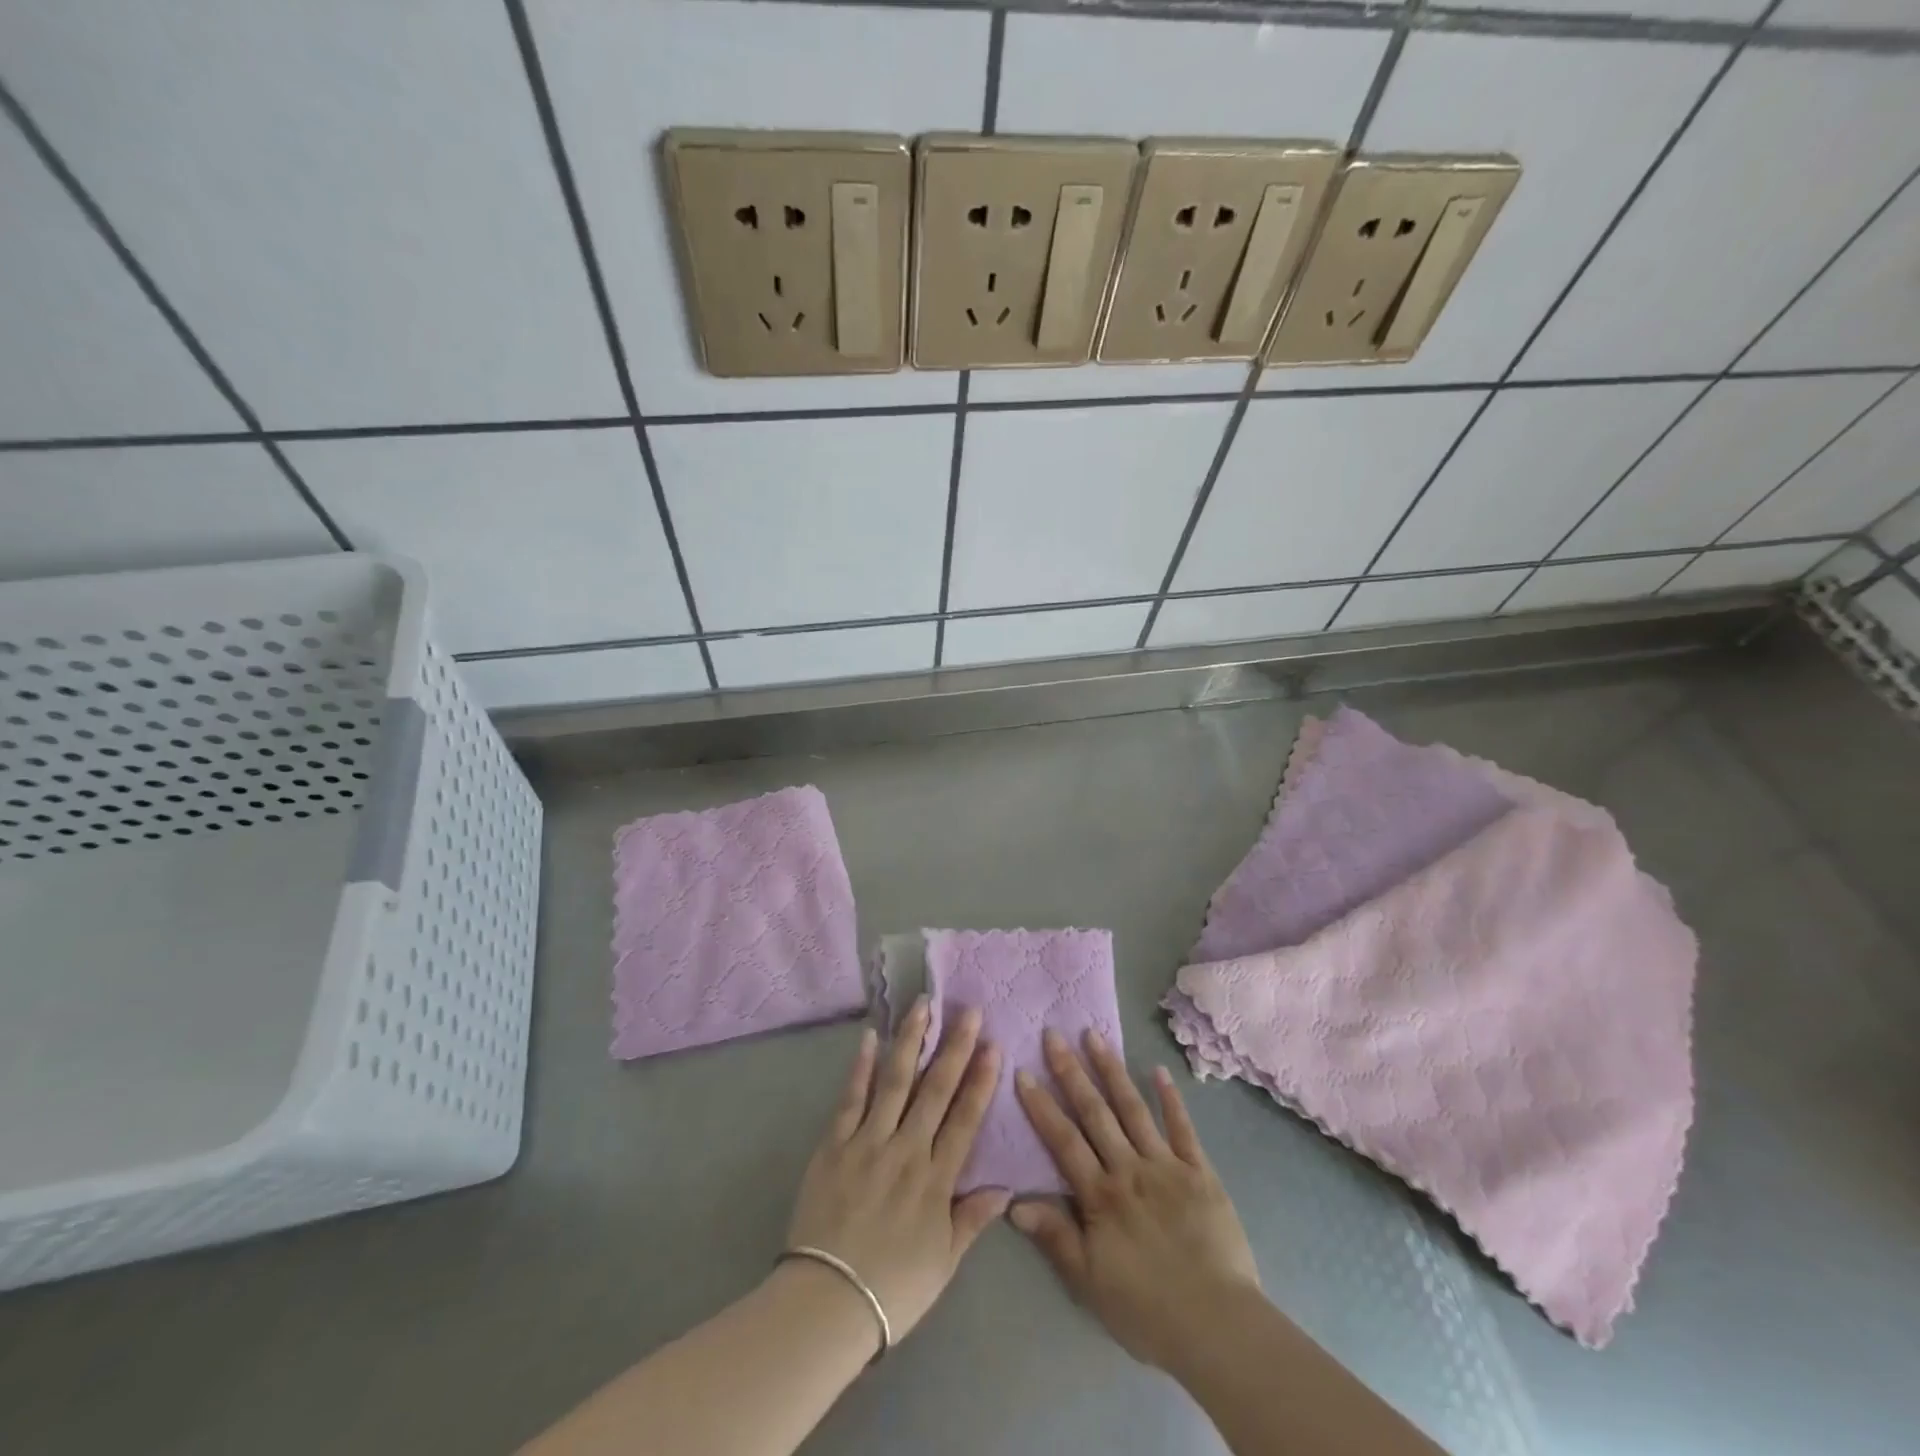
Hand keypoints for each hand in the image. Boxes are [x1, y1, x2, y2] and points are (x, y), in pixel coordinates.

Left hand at [786, 998, 1007, 1347]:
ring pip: (895, 1081)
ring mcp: (868, 1142)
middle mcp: (907, 1150)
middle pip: (935, 1090)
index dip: (981, 1080)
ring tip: (922, 1006)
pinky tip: (870, 1037)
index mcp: (936, 1179)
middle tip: (968, 1010)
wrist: (826, 1304)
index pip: (965, 1119)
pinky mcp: (834, 1144)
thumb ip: (972, 1218)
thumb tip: (1006, 1187)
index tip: (993, 1045)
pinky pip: (851, 1098)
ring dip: (910, 1041)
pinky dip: (861, 1066)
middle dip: (954, 1047)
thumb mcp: (944, 1262)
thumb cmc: (892, 1289)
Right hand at [1011, 1028, 1260, 1372]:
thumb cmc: (1147, 1310)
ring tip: (1094, 1035)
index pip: (1064, 1140)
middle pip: (1095, 1113)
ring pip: (1133, 1109)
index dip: (1042, 1106)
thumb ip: (1054, 1236)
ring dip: (1112, 1070)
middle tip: (1054, 1034)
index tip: (1023, 1071)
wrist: (1218, 1326)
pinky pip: (1182, 1128)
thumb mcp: (1090, 1282)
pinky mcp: (1200, 1171)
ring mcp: (1166, 1165)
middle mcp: (1129, 1169)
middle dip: (1072, 1072)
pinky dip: (1170, 1098)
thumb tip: (1013, 1201)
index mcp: (1101, 1195)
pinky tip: (1159, 1070)